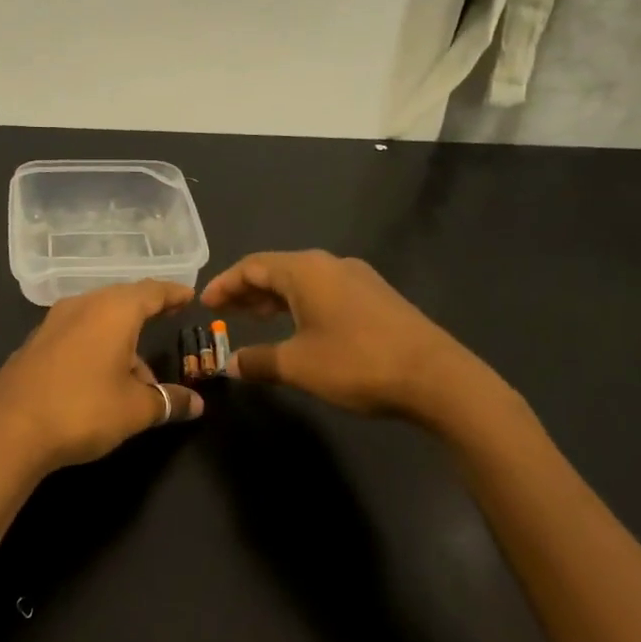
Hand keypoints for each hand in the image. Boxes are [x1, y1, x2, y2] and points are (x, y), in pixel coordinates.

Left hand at [0, 280, 204, 483]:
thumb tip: (197, 405)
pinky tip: (99, 380)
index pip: (151, 291)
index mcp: (112, 311)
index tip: (188, 296)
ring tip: (138, 376)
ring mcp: (52, 324)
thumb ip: (168, 401)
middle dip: (145, 312)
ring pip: (97, 320)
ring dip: (120, 340)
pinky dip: (95, 347)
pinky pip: (76, 335)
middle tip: (166, 318)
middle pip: (121, 301)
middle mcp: (81, 306)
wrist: (8, 432)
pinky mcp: (33, 345)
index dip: (173, 293)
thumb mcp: (136, 410)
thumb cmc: (83, 410)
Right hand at [202, 250, 489, 421]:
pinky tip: (298, 328)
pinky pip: (325, 291)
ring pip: (303, 281)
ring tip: (254, 319)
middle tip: (224, 312)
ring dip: (275, 298)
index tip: (205, 303)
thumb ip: (259, 360)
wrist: (436, 377)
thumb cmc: (356, 363)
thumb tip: (231, 363)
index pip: (252, 266)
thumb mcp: (298, 365)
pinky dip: (301, 304)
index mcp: (306, 270)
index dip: (225, 284)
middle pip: (277, 269)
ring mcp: (358, 278)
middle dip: (247, 290)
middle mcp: (330, 264)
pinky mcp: (376, 297)